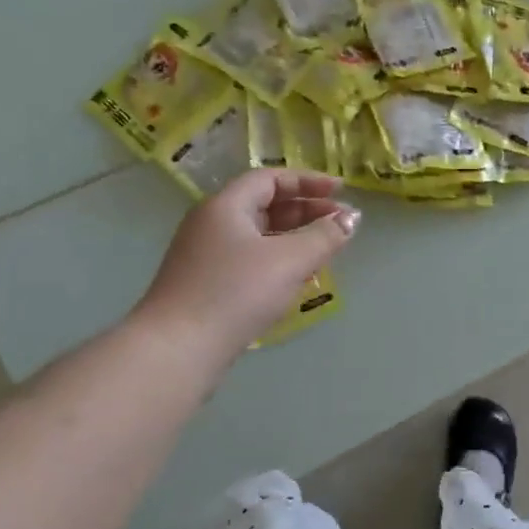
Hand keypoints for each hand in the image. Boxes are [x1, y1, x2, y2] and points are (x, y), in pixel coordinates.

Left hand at [137, 170, 358, 367]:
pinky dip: (278, 260)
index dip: (308, 181)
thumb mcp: (289, 261)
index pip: (270, 179)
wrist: (178, 349)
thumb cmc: (235, 293)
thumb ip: (324, 236)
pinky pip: (249, 260)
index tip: (340, 191)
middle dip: (306, 210)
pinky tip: (297, 280)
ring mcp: (205, 256)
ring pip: (258, 236)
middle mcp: (211, 224)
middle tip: (340, 222)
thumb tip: (350, 218)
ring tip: (326, 250)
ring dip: (294, 238)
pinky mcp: (206, 285)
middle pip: (264, 205)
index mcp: (225, 207)